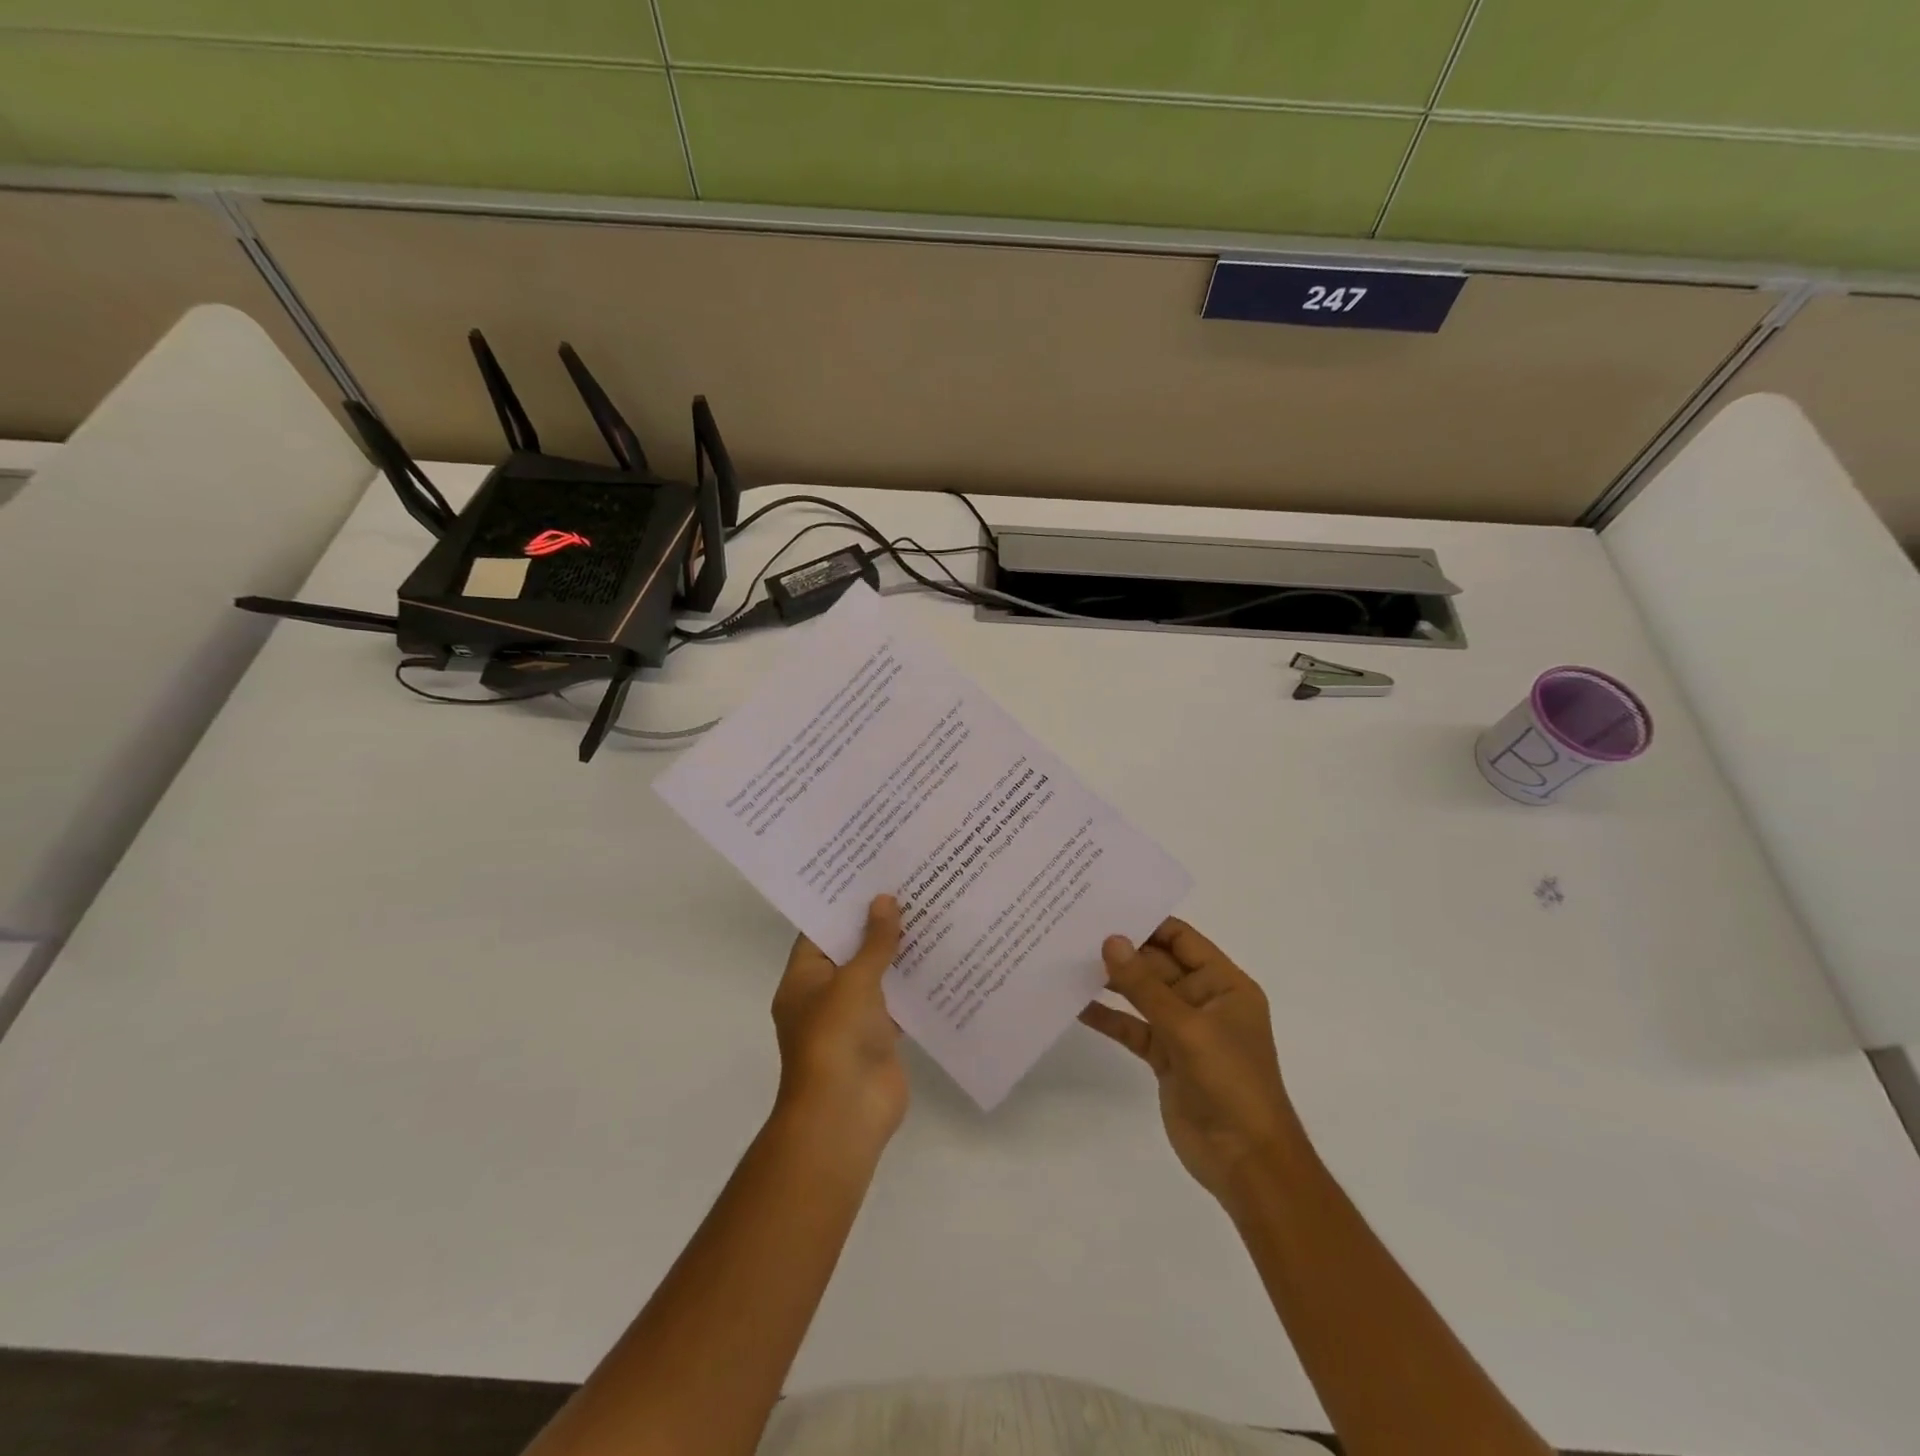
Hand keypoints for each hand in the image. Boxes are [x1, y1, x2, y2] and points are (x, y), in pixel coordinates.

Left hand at [771, 895, 906, 1153]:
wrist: (845, 1116)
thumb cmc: (836, 1039)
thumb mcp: (854, 982)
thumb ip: (873, 943)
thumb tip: (885, 900)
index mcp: (803, 980)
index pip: (820, 932)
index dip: (843, 905)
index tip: (870, 875)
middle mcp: (824, 996)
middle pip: (851, 952)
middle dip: (876, 925)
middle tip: (907, 886)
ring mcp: (853, 1019)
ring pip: (877, 977)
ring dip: (898, 954)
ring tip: (929, 913)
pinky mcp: (880, 1038)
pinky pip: (898, 1004)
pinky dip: (914, 986)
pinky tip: (941, 959)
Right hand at [1079, 918, 1303, 1201]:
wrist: (1246, 1162)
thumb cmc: (1230, 1083)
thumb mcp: (1187, 1028)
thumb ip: (1145, 985)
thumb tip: (1110, 940)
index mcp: (1224, 984)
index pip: (1182, 939)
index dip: (1147, 923)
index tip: (1106, 909)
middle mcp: (1204, 1000)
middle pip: (1158, 965)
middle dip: (1123, 952)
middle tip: (1077, 932)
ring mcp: (1183, 1030)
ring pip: (1142, 996)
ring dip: (1112, 982)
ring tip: (1069, 962)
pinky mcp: (1165, 1058)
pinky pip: (1133, 1028)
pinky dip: (1109, 1018)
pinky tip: (1076, 1006)